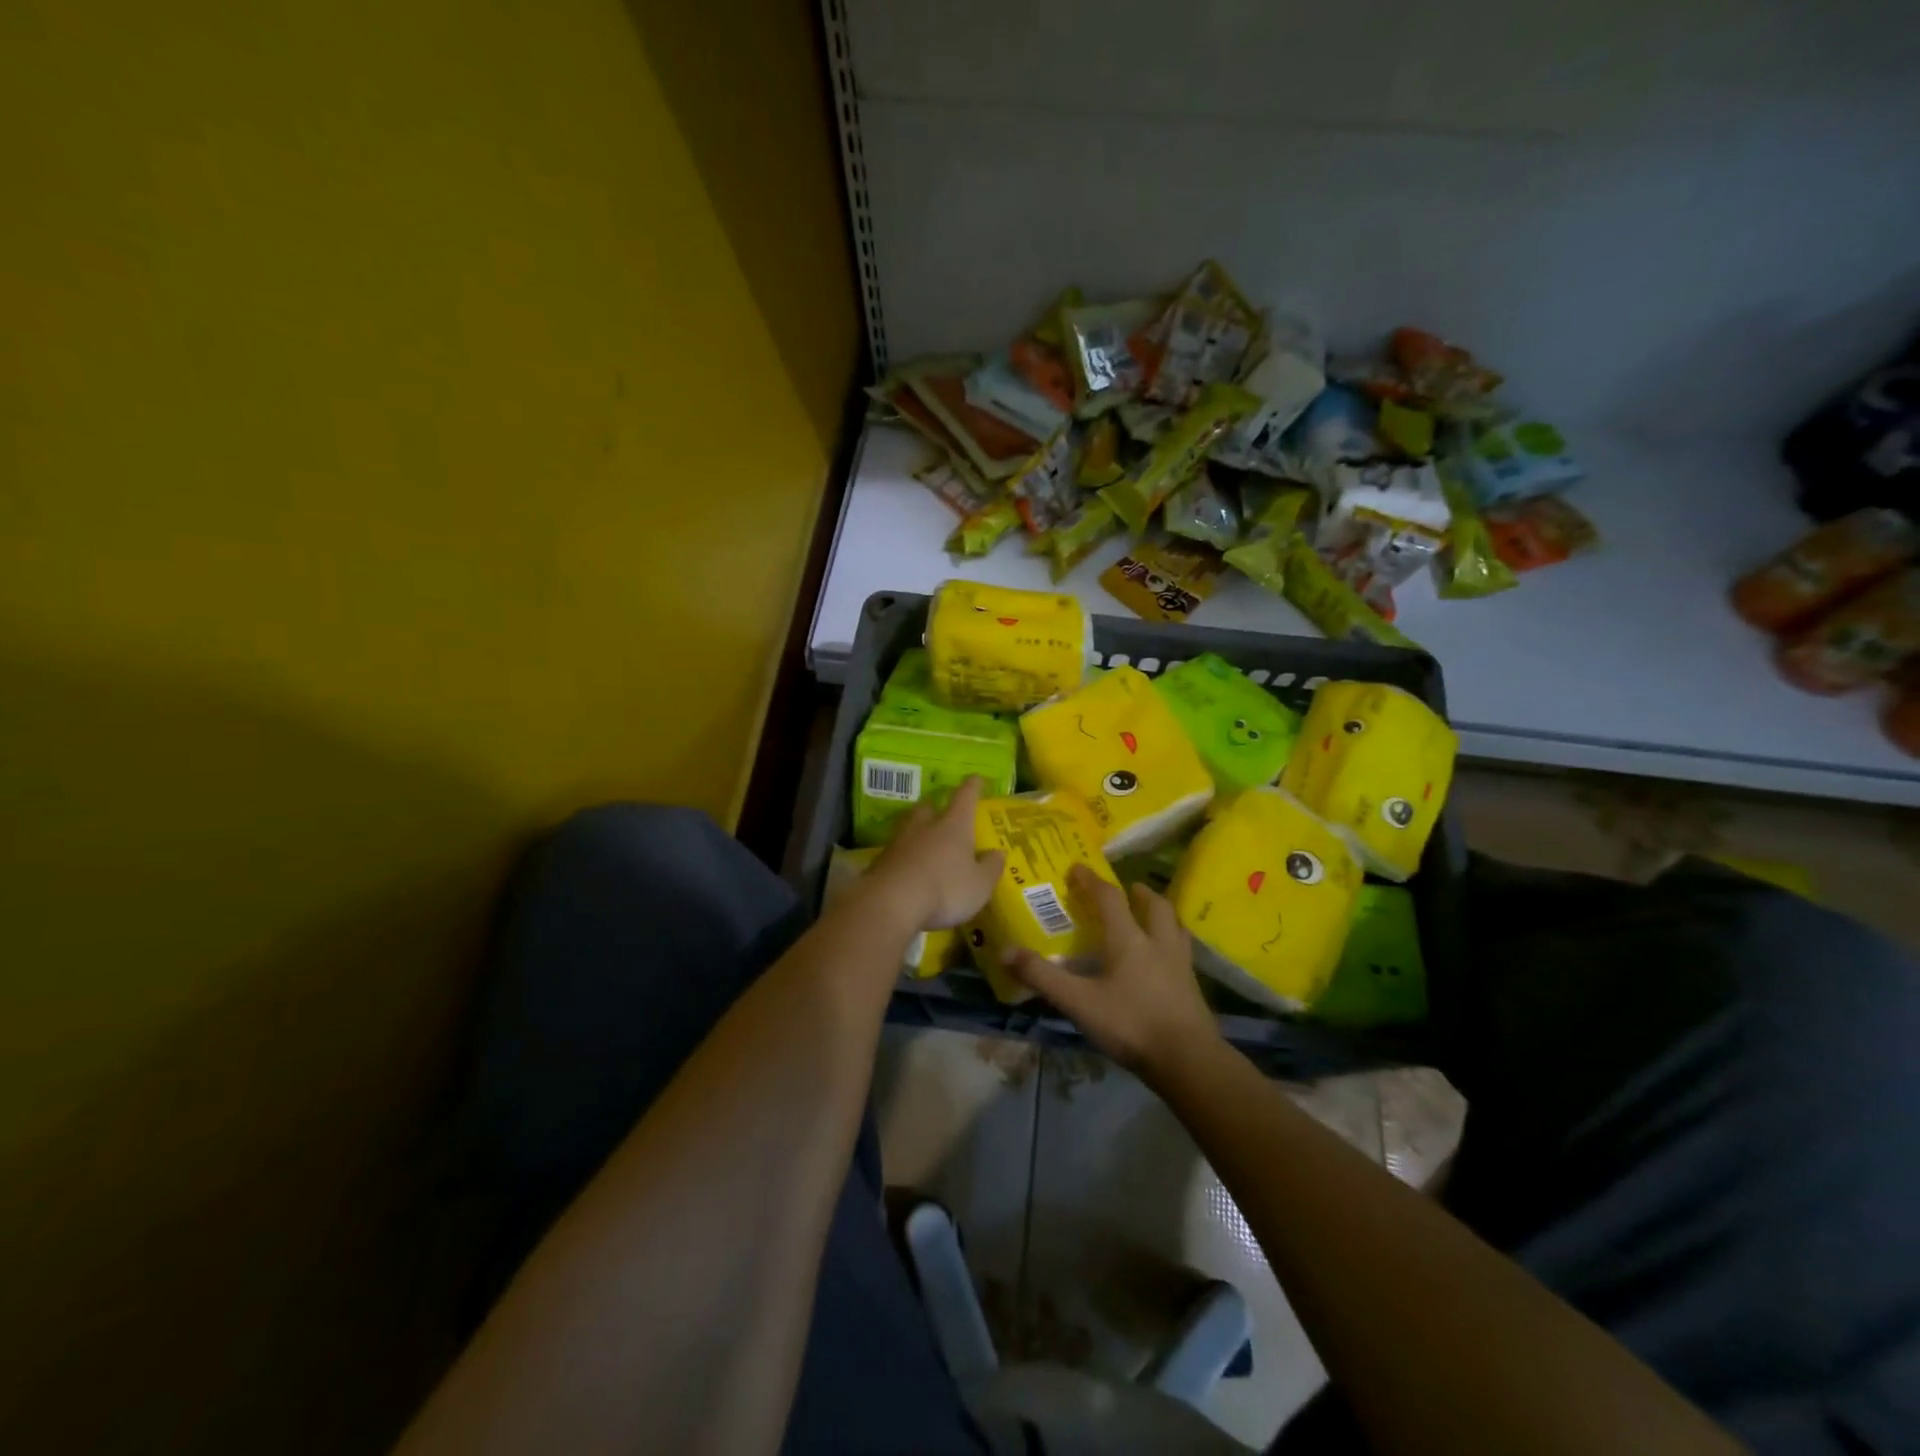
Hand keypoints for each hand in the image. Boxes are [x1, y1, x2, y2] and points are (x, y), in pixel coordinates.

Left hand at [863, 777, 1004, 931]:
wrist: (891, 902)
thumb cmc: (945, 889)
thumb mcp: (979, 885)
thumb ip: (991, 867)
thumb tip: (999, 852)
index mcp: (954, 825)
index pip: (965, 796)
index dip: (972, 786)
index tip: (976, 778)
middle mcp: (925, 826)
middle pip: (929, 806)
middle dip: (936, 805)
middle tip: (941, 811)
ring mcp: (899, 841)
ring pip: (909, 825)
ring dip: (917, 828)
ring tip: (923, 836)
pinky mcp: (880, 860)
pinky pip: (896, 849)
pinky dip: (903, 853)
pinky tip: (907, 864)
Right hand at [1004, 865, 1221, 1082]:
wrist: (1188, 1060)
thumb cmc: (1130, 1024)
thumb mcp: (1078, 1002)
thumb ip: (1043, 977)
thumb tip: (1005, 951)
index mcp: (1128, 939)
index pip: (1109, 898)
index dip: (1091, 880)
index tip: (1077, 868)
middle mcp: (1157, 942)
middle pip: (1153, 905)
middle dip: (1137, 892)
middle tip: (1128, 889)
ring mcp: (1180, 964)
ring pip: (1174, 925)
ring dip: (1161, 913)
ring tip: (1150, 915)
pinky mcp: (1193, 986)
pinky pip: (1182, 951)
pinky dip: (1172, 942)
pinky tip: (1164, 959)